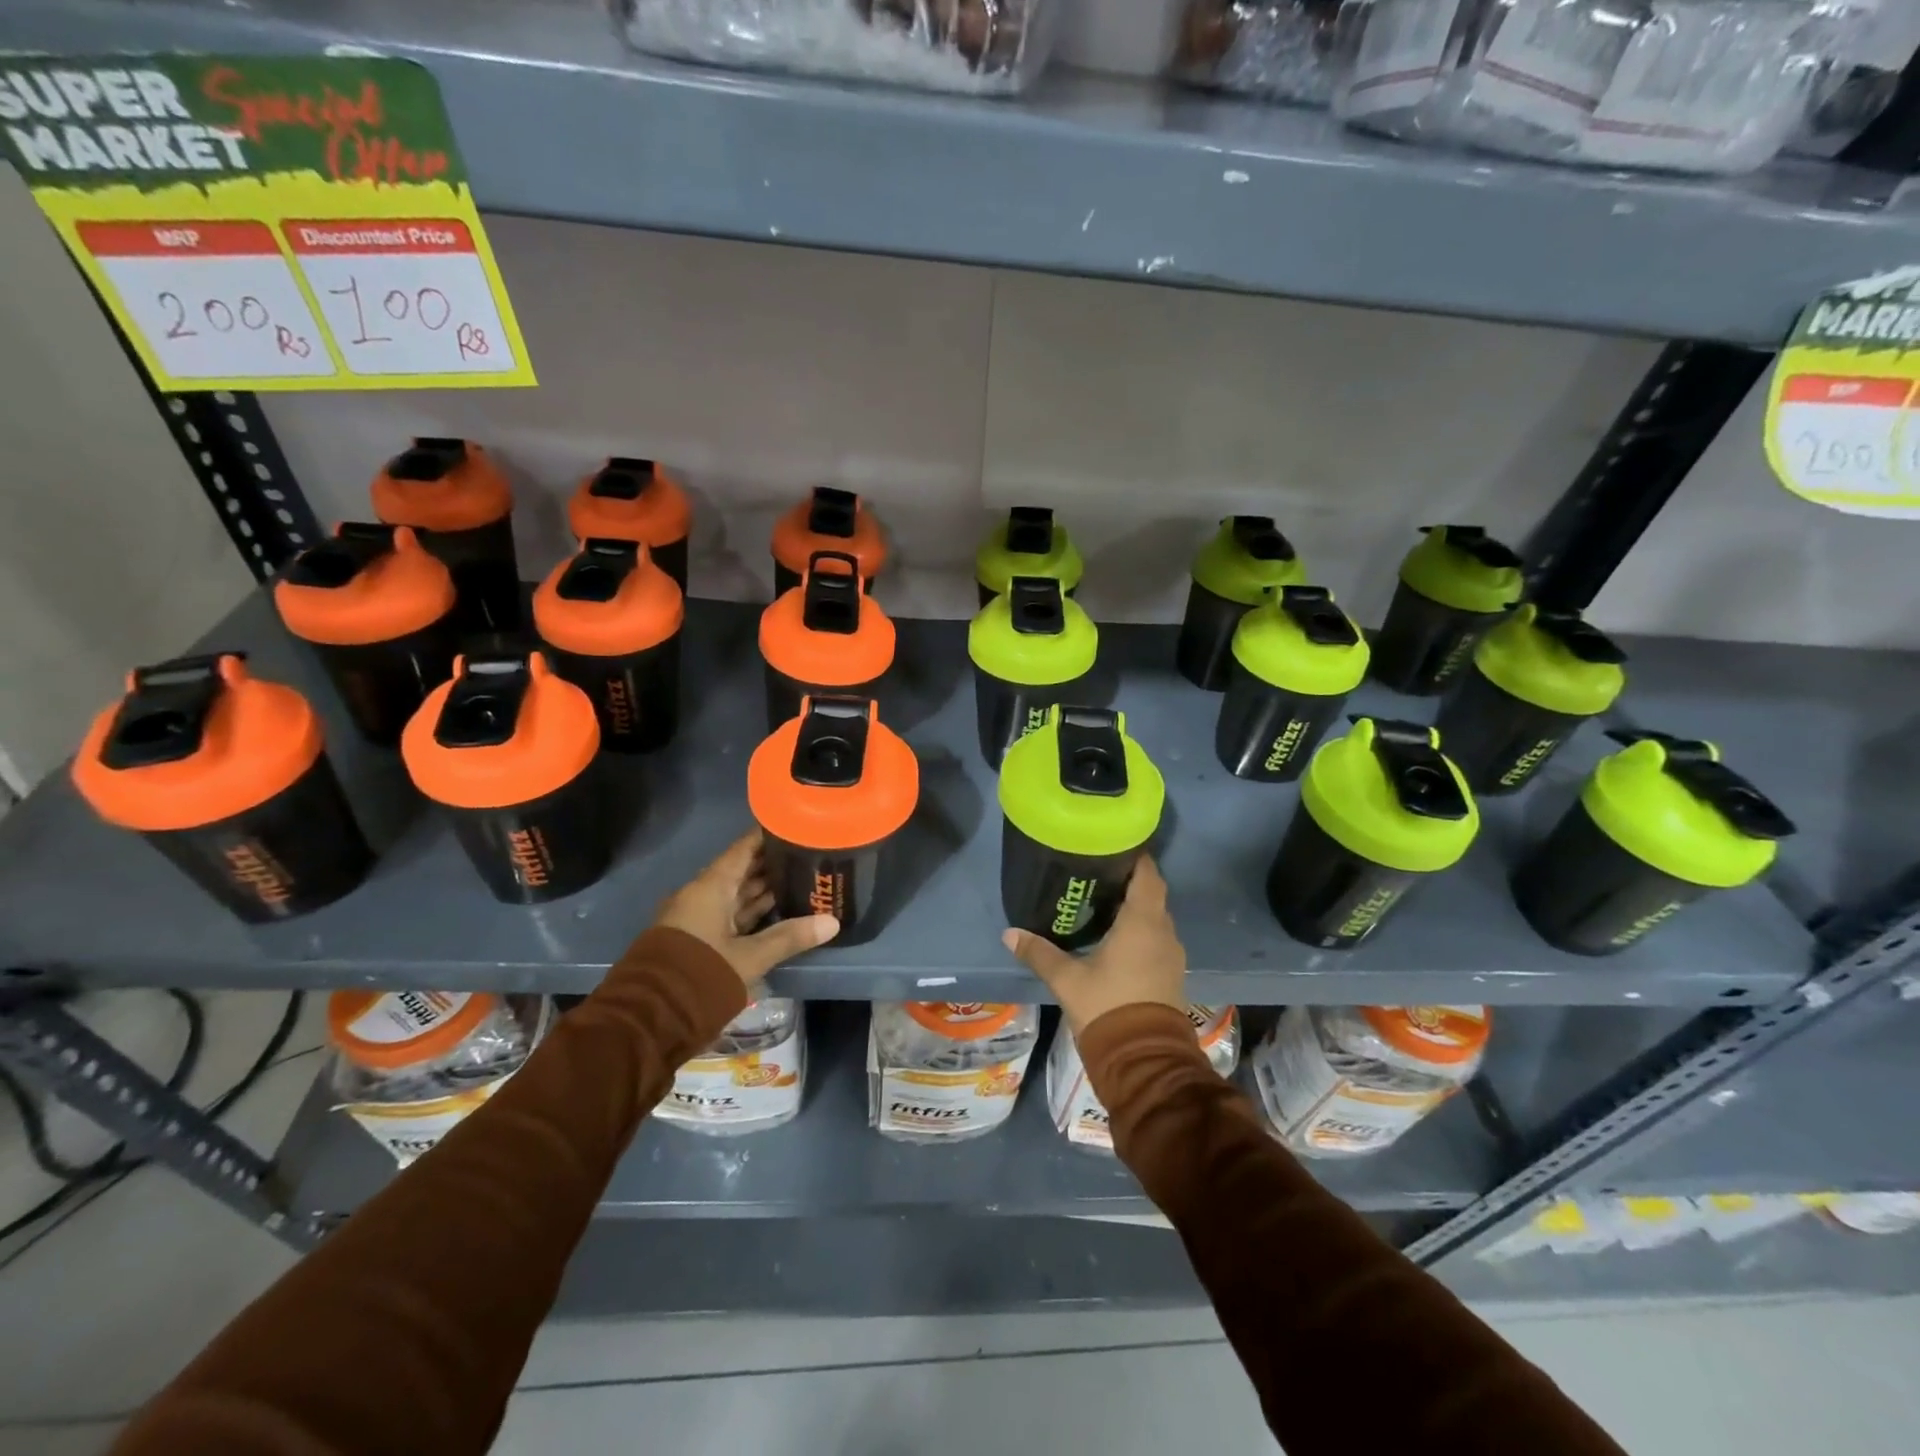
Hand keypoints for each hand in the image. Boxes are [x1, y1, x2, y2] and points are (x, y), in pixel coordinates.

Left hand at [655, 830, 837, 991]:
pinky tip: (776, 910)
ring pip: (734, 895)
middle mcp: (701, 895)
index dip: (768, 836)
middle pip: (740, 871)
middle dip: (772, 863)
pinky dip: (751, 911)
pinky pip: (729, 915)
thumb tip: (832, 921)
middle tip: (808, 854)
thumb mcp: (750, 957)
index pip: (743, 849)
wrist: (648, 1019)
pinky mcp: (696, 939)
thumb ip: (790, 937)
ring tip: (800, 879)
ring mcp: (696, 918)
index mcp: (710, 888)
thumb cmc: (701, 976)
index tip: (795, 825)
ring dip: (763, 889)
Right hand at [1002, 857, 1185, 1037]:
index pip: (1147, 875)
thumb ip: (1039, 952)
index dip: (1134, 858)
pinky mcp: (1171, 975)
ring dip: (1136, 909)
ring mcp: (1171, 955)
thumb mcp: (1067, 979)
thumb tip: (1009, 933)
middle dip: (1130, 881)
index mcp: (1142, 922)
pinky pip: (1157, 940)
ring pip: (1156, 919)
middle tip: (1099, 873)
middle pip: (1152, 894)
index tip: (1113, 847)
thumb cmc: (1107, 1006)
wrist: (1143, 1060)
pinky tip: (1117, 937)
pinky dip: (1141, 931)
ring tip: (1104, 902)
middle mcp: (1163, 932)